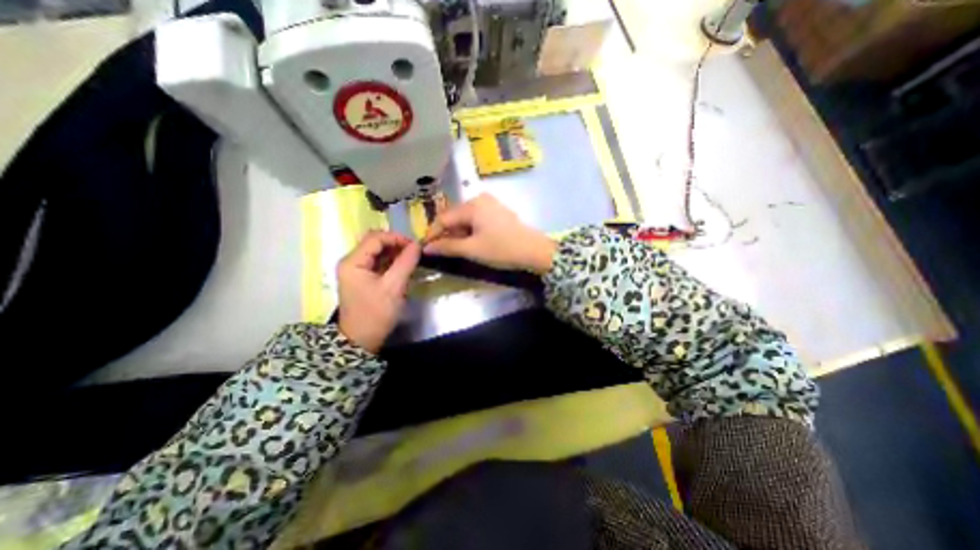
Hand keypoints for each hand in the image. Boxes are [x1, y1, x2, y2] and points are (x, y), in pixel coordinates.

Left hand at [340, 229, 419, 352]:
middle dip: (396, 245)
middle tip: (415, 253)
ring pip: (378, 253)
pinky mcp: (362, 279)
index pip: (375, 238)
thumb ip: (406, 263)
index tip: (415, 246)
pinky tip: (403, 268)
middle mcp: (351, 262)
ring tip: (412, 260)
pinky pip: (378, 264)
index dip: (396, 238)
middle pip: (375, 243)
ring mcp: (356, 271)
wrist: (361, 340)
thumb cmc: (376, 313)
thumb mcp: (394, 287)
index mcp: (353, 262)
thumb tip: (418, 245)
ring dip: (395, 254)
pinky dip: (391, 263)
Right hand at [423, 195, 553, 277]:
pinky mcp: (498, 212)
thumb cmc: (502, 249)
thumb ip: (447, 247)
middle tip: (441, 251)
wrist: (534, 251)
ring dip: (458, 234)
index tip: (425, 248)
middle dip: (447, 234)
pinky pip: (477, 219)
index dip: (433, 233)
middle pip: (454, 217)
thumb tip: (427, 248)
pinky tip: (471, 243)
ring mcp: (491, 204)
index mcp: (472, 205)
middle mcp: (480, 199)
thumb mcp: (472, 249)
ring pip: (465, 219)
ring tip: (456, 249)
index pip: (444, 218)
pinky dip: (470, 231)